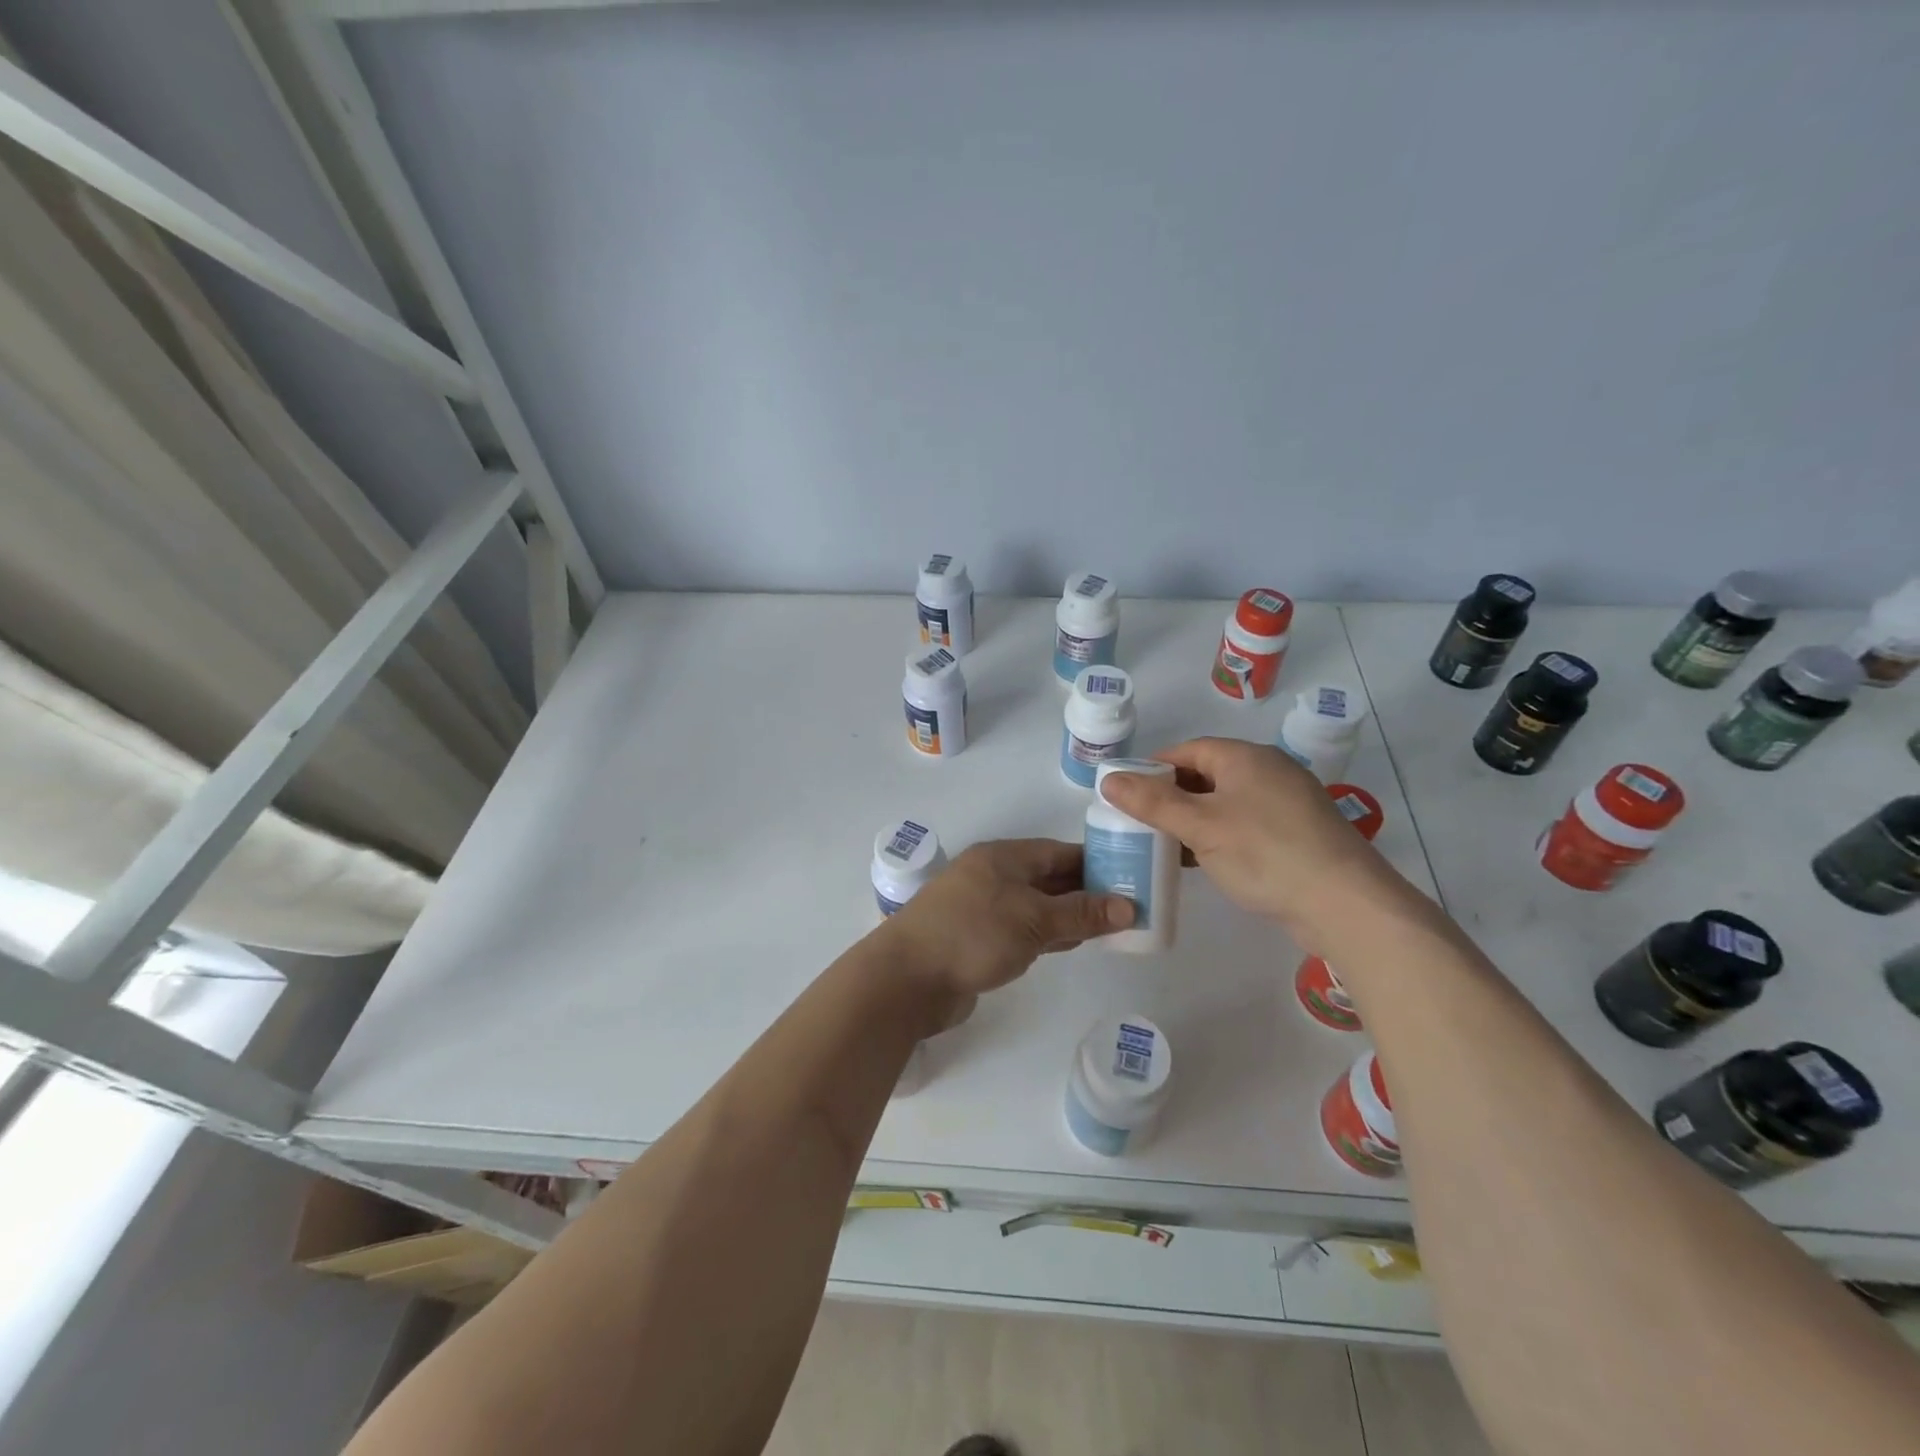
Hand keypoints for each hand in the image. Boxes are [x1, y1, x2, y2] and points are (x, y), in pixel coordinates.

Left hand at [877, 840, 1132, 1018]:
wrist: (907, 979)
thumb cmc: (973, 935)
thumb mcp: (1034, 920)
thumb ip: (1081, 913)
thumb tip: (1129, 906)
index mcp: (1004, 857)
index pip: (1059, 852)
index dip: (1096, 862)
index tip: (1131, 875)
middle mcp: (993, 876)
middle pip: (1049, 878)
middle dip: (1087, 891)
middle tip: (1130, 907)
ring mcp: (983, 908)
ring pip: (1038, 905)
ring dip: (1070, 915)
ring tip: (1111, 927)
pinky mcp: (978, 939)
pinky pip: (1023, 929)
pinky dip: (1049, 934)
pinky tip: (1072, 944)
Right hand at [1098, 737, 1399, 943]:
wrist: (1344, 903)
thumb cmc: (1264, 853)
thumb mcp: (1200, 827)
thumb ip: (1152, 803)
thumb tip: (1108, 779)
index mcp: (1245, 757)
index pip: (1187, 750)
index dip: (1153, 768)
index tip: (1126, 793)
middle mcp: (1268, 770)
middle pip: (1207, 774)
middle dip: (1171, 796)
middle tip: (1140, 822)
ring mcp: (1287, 802)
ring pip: (1226, 802)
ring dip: (1194, 819)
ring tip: (1165, 844)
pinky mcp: (1298, 833)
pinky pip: (1246, 823)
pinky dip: (1220, 835)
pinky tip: (1204, 860)